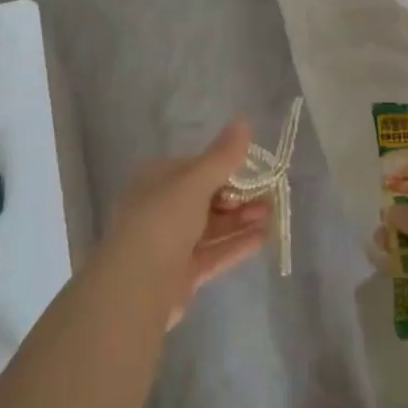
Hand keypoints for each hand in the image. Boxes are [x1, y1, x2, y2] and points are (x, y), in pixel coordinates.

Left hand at [105, 119, 274, 327]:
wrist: (136, 287)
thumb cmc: (162, 222)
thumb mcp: (194, 182)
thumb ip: (222, 156)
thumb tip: (244, 120)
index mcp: (155, 181)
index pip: (194, 168)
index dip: (224, 168)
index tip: (251, 170)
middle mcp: (159, 210)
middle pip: (204, 199)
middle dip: (237, 197)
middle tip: (268, 197)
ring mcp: (169, 244)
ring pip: (210, 227)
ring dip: (240, 220)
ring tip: (271, 215)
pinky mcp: (181, 274)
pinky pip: (213, 253)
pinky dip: (236, 245)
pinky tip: (263, 238)